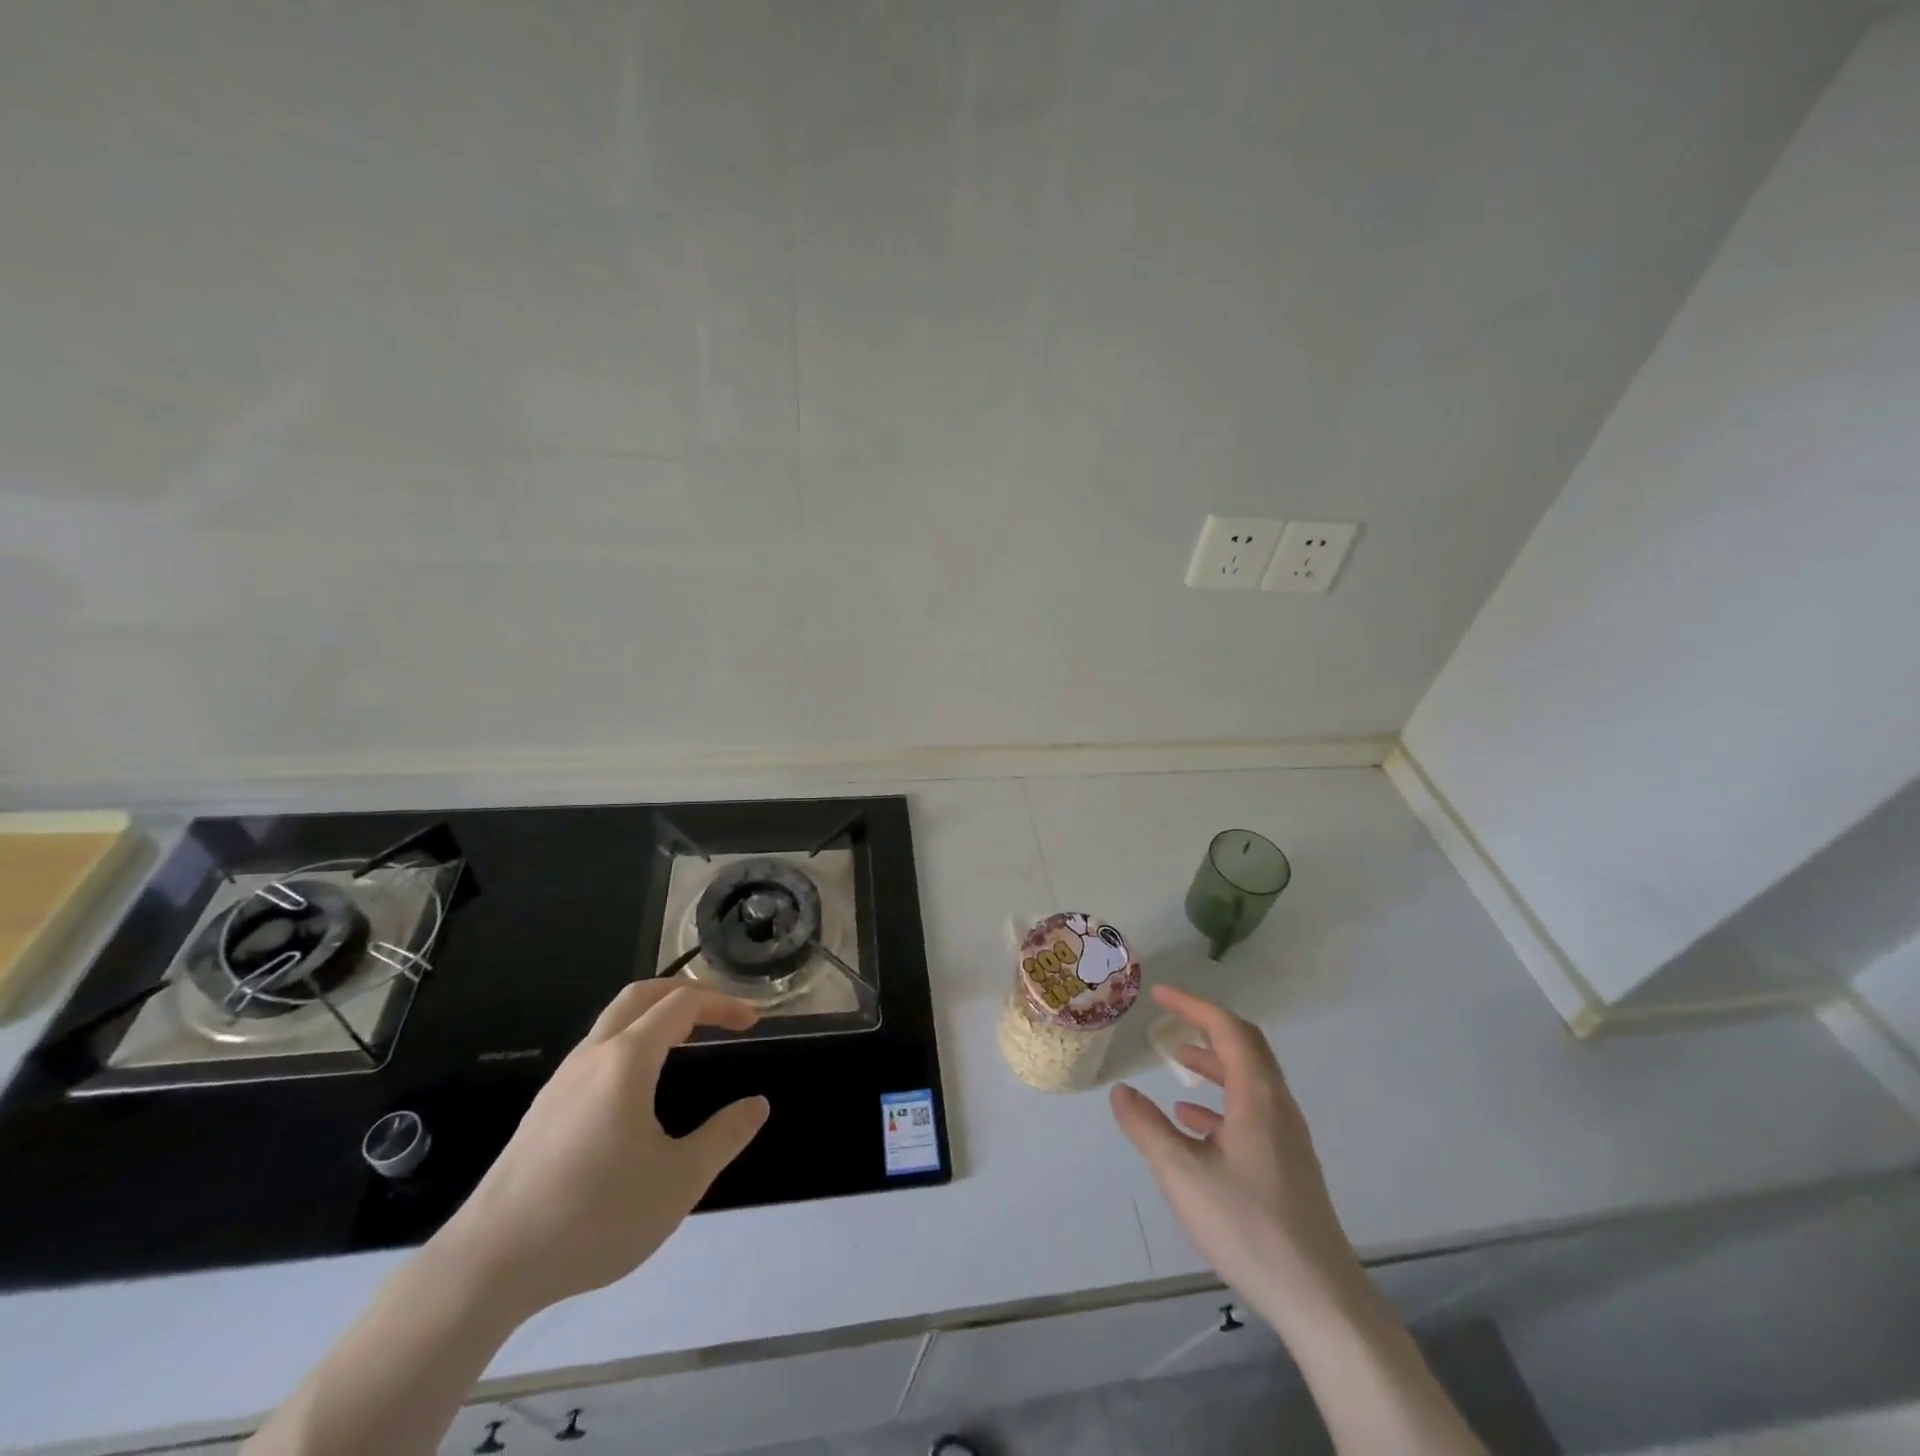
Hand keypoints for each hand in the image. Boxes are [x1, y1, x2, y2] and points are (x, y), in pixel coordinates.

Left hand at [438, 982, 769, 1317]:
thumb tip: (757, 1105)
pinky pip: (596, 1051)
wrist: (488, 1265)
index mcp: (627, 1060)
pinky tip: (638, 1088)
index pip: (683, 1004)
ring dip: (654, 1014)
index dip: (722, 1004)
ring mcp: (562, 1081)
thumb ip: (724, 1137)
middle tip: (719, 1012)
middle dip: (685, 991)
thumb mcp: (678, 1181)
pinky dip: (631, 1042)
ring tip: (686, 1041)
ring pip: (613, 1021)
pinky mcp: (544, 1109)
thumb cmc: (593, 1215)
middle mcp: (592, 1056)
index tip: (752, 1021)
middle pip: (640, 995)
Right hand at [1110, 985, 1365, 1334]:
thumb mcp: (1182, 1175)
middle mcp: (1277, 1106)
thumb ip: (1147, 1128)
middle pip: (1245, 1047)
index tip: (1160, 994)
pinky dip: (1221, 1102)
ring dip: (1213, 1063)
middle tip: (1169, 1019)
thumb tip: (1120, 1092)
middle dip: (1206, 1026)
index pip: (1227, 1029)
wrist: (1320, 1298)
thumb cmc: (1249, 1226)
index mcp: (1257, 1097)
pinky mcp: (1288, 1165)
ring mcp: (1287, 1137)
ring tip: (1176, 1061)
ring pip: (1249, 1080)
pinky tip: (1193, 1124)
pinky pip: (1252, 1112)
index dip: (1193, 1005)